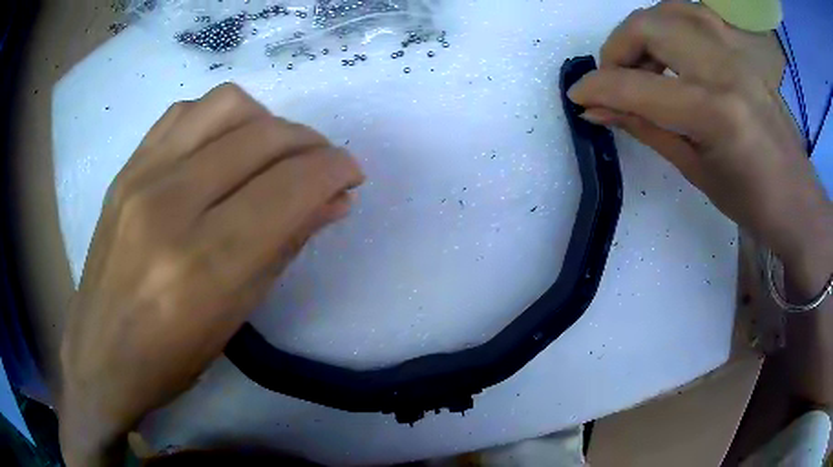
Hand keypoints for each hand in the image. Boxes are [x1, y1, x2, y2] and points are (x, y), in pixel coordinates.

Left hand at [58, 83, 363, 465]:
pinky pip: (186, 112)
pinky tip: (224, 147)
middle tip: (322, 166)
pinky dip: (221, 119)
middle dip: (310, 144)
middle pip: (262, 138)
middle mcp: (170, 205)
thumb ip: (286, 246)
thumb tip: (334, 201)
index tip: (351, 173)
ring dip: (267, 122)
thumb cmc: (172, 356)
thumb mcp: (238, 314)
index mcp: (203, 264)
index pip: (288, 188)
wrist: (101, 351)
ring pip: (227, 105)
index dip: (333, 170)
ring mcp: (142, 176)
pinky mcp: (127, 167)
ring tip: (272, 152)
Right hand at [568, 2, 832, 295]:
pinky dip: (670, 26)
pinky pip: (694, 16)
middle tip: (614, 80)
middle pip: (648, 26)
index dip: (597, 88)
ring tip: (643, 65)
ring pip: (668, 11)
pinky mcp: (741, 50)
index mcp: (714, 112)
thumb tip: (596, 111)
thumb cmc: (751, 202)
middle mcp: (723, 69)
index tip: (578, 96)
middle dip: (617, 49)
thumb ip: (645, 128)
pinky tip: (671, 52)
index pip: (638, 85)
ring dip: (643, 33)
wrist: (797, 199)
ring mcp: (735, 52)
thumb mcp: (695, 171)